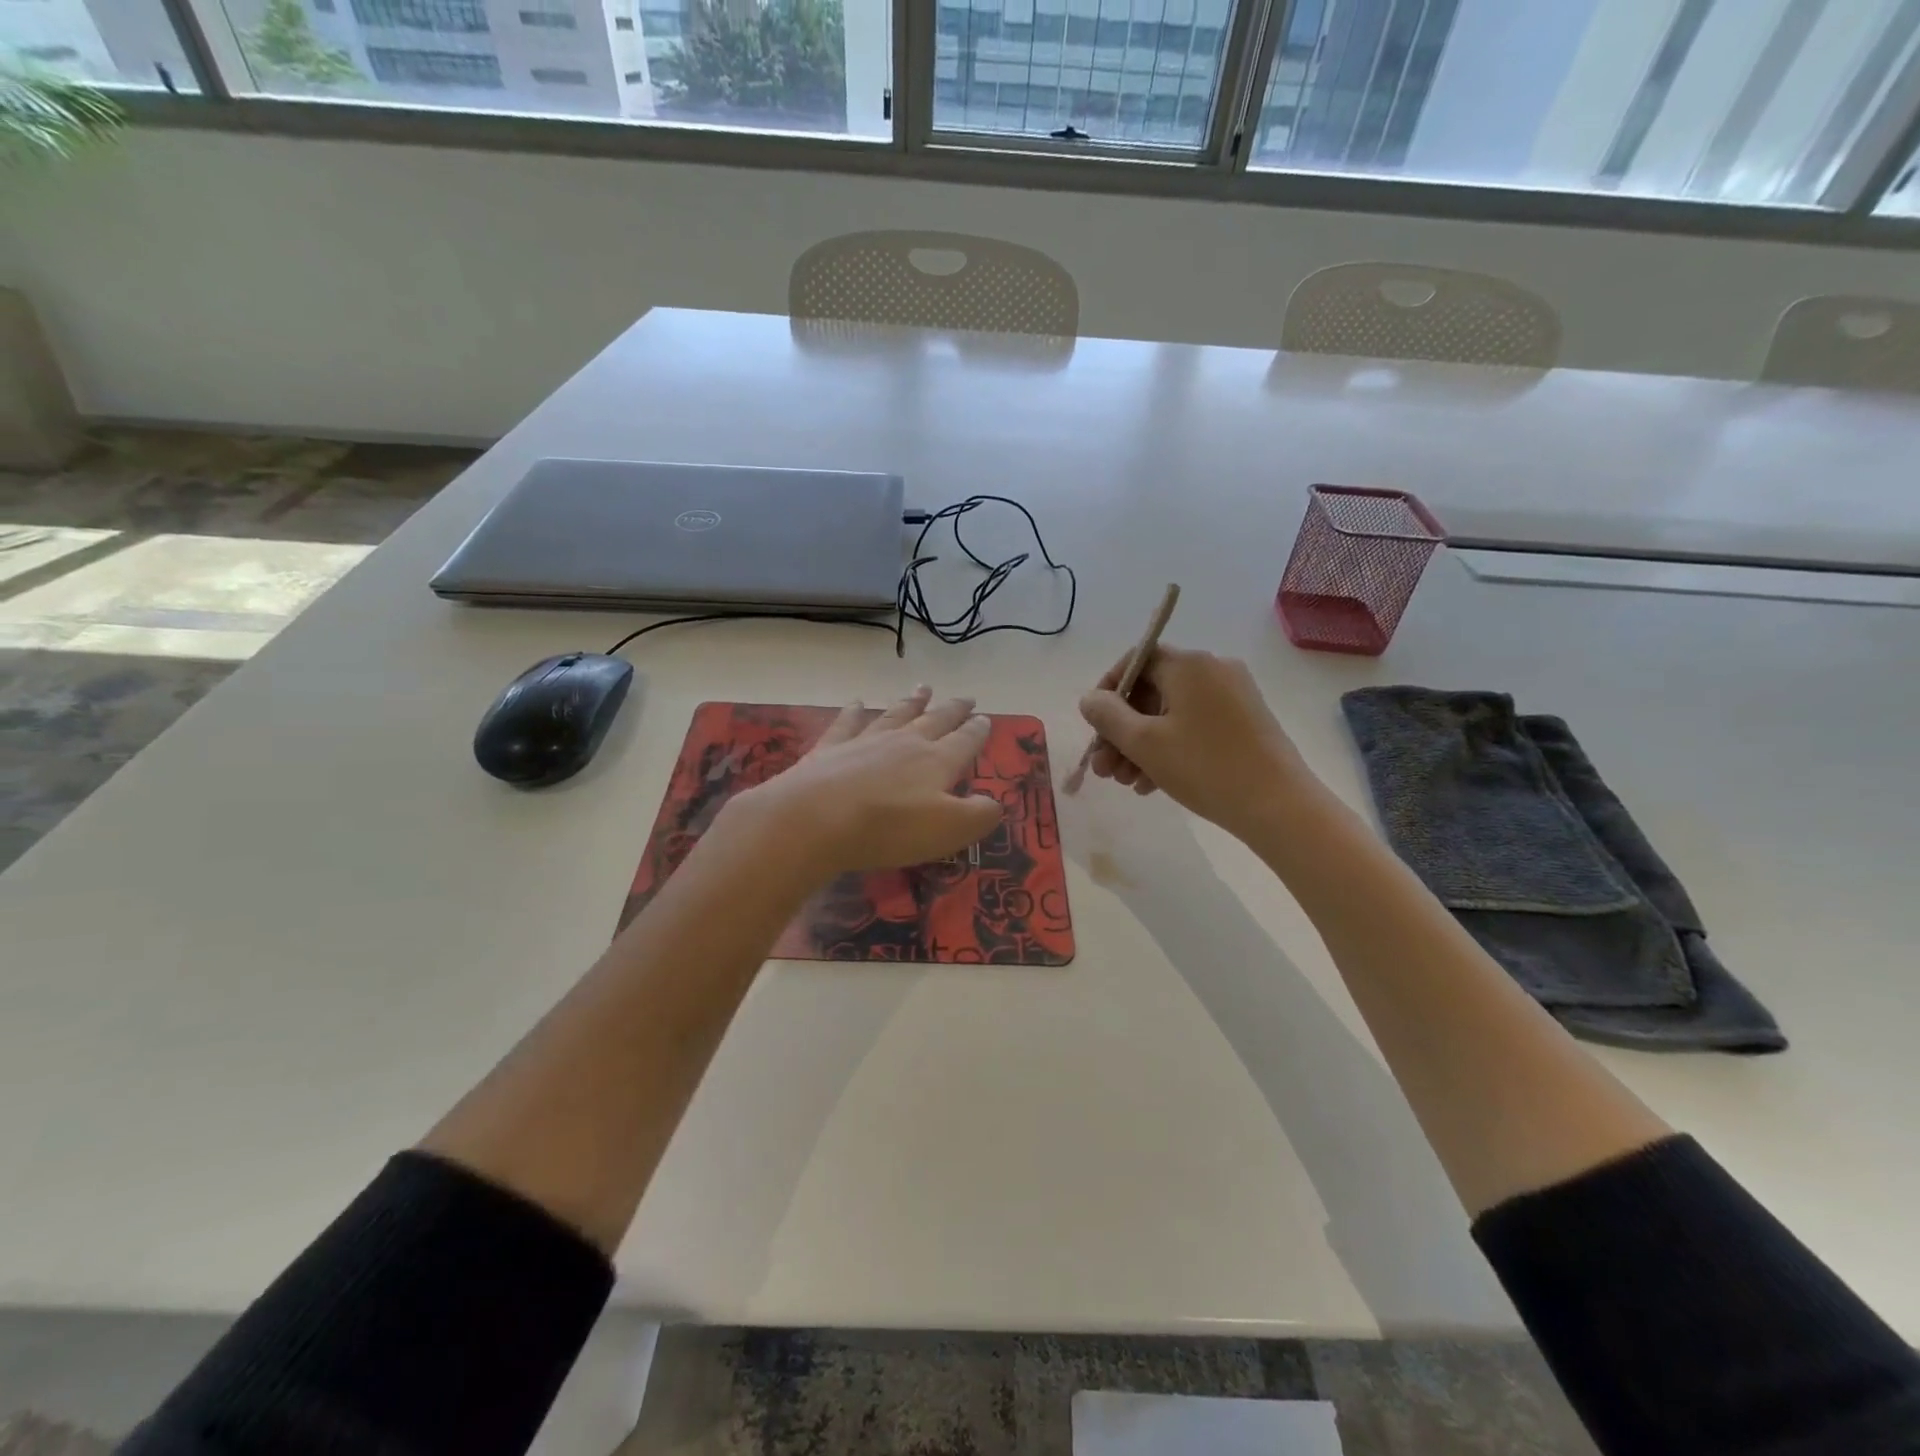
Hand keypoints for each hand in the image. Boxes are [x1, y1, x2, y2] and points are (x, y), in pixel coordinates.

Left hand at [728, 687, 1003, 875]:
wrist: (816, 818)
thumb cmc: (889, 828)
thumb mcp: (948, 829)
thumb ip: (977, 815)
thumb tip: (995, 803)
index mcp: (937, 761)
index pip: (964, 741)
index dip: (977, 731)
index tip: (985, 718)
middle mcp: (904, 743)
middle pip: (934, 721)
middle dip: (952, 710)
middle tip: (966, 697)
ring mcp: (865, 741)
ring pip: (895, 715)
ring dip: (911, 702)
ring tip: (924, 688)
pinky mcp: (830, 749)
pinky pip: (847, 723)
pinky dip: (853, 711)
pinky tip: (856, 702)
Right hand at [1079, 644, 1311, 837]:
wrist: (1279, 806)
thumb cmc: (1205, 767)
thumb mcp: (1144, 743)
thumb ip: (1108, 716)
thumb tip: (1090, 698)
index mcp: (1189, 665)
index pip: (1137, 659)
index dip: (1109, 689)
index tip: (1094, 724)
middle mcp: (1213, 671)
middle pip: (1152, 691)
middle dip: (1121, 730)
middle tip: (1103, 767)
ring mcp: (1233, 697)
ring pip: (1171, 714)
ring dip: (1141, 745)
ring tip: (1124, 782)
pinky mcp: (1245, 723)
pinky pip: (1194, 727)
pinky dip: (1170, 749)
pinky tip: (1151, 784)